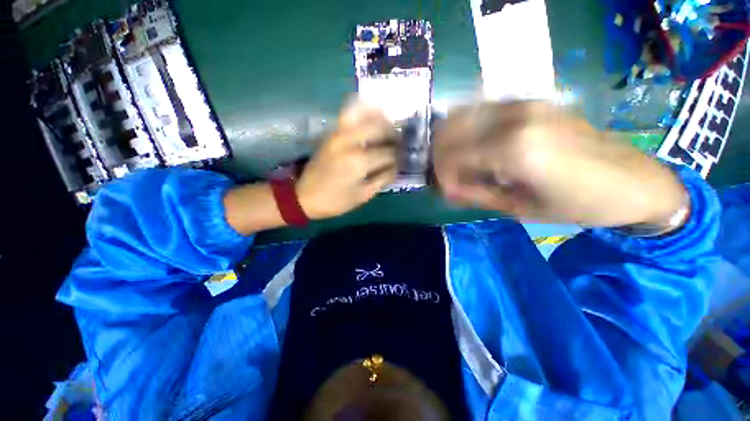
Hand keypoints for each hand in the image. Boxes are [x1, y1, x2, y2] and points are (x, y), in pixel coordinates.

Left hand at [297, 103, 398, 219]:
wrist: (304, 196)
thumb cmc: (336, 201)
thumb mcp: (363, 195)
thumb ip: (383, 178)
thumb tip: (398, 167)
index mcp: (359, 162)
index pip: (388, 153)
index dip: (399, 157)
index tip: (405, 159)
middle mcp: (350, 142)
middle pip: (380, 129)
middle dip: (394, 136)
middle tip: (401, 143)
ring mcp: (339, 134)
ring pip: (366, 115)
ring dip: (382, 119)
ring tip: (391, 125)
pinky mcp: (332, 132)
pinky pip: (349, 113)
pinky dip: (362, 109)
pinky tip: (373, 110)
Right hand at [433, 101, 687, 226]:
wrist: (632, 180)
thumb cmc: (577, 204)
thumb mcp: (519, 208)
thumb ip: (476, 194)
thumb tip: (447, 188)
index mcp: (513, 150)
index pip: (452, 158)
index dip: (443, 176)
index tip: (448, 191)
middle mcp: (514, 118)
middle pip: (450, 130)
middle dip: (441, 155)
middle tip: (448, 174)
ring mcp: (524, 103)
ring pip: (463, 114)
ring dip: (451, 139)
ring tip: (457, 160)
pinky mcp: (532, 101)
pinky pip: (483, 108)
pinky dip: (469, 126)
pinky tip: (475, 144)